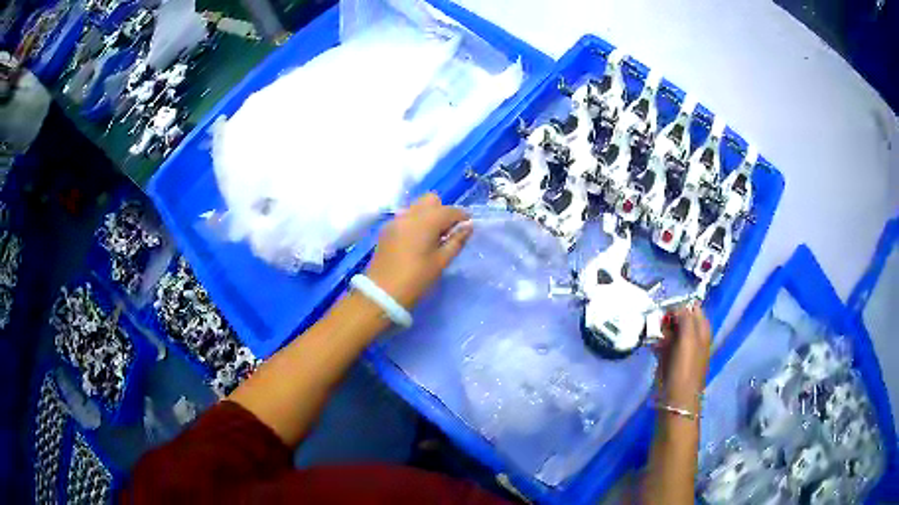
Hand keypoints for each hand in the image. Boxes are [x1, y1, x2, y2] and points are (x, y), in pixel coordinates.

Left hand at [365, 193, 471, 308]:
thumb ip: (456, 241)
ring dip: (428, 215)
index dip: (462, 216)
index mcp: (426, 221)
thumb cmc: (416, 279)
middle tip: (448, 231)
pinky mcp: (386, 229)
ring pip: (417, 206)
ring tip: (432, 237)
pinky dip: (415, 221)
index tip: (468, 226)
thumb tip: (468, 227)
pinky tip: (417, 240)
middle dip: (442, 210)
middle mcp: (410, 214)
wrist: (382, 292)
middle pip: (431, 200)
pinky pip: (405, 216)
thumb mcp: (441, 262)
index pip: (450, 210)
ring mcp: (396, 220)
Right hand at [655, 303, 711, 411]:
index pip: (692, 307)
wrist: (677, 398)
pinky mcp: (669, 357)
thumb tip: (676, 306)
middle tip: (657, 321)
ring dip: (660, 329)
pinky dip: (656, 340)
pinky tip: (650, 343)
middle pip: (679, 317)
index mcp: (702, 329)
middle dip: (667, 317)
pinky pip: (662, 342)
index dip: (679, 305)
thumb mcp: (689, 338)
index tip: (665, 308)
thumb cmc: (685, 368)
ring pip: (669, 329)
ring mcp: (681, 347)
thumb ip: (685, 317)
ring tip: (652, 332)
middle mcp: (693, 335)